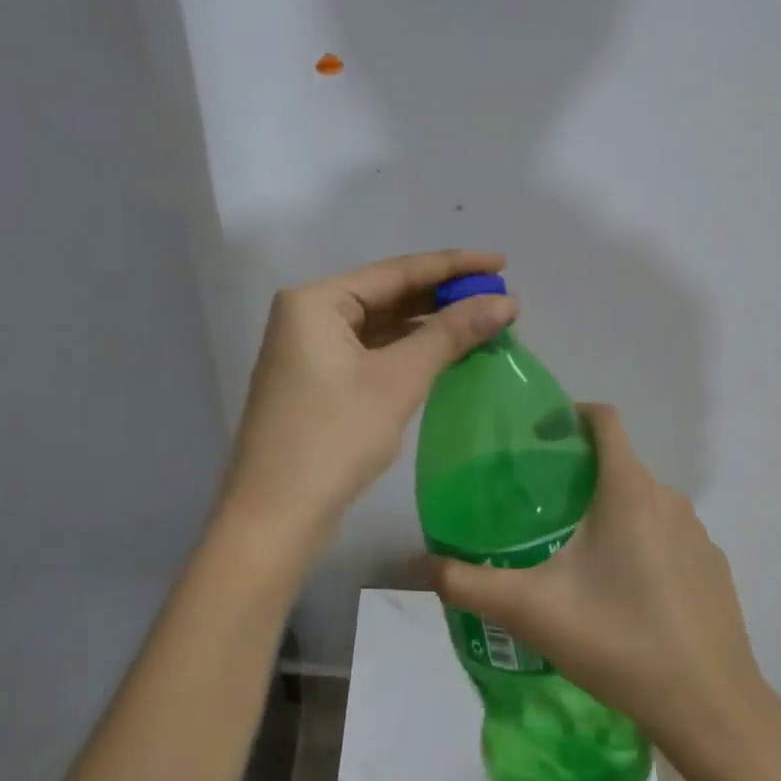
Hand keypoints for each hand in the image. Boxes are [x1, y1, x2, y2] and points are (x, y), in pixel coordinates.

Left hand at [219, 250, 517, 553]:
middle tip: (499, 297)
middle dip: (443, 297)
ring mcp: (310, 351)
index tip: (502, 263)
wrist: (275, 517)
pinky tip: (446, 353)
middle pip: (388, 295)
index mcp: (316, 301)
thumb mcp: (397, 380)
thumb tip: (505, 301)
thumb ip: (450, 334)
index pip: (396, 271)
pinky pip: (371, 353)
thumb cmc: (334, 438)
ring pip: (381, 326)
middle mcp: (308, 316)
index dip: (454, 266)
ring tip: (483, 322)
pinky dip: (408, 351)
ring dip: (429, 325)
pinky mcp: (318, 383)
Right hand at [433, 404, 777, 753]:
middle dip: (579, 473)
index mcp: (629, 491)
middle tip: (538, 507)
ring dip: (609, 511)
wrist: (711, 708)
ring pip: (644, 502)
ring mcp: (698, 535)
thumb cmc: (619, 642)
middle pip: (619, 463)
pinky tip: (622, 595)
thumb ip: (467, 583)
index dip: (570, 414)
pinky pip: (668, 536)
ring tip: (574, 552)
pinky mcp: (713, 568)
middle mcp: (669, 499)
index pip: (604, 419)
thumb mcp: (531, 611)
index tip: (537, 438)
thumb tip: (416, 564)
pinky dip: (640, 544)